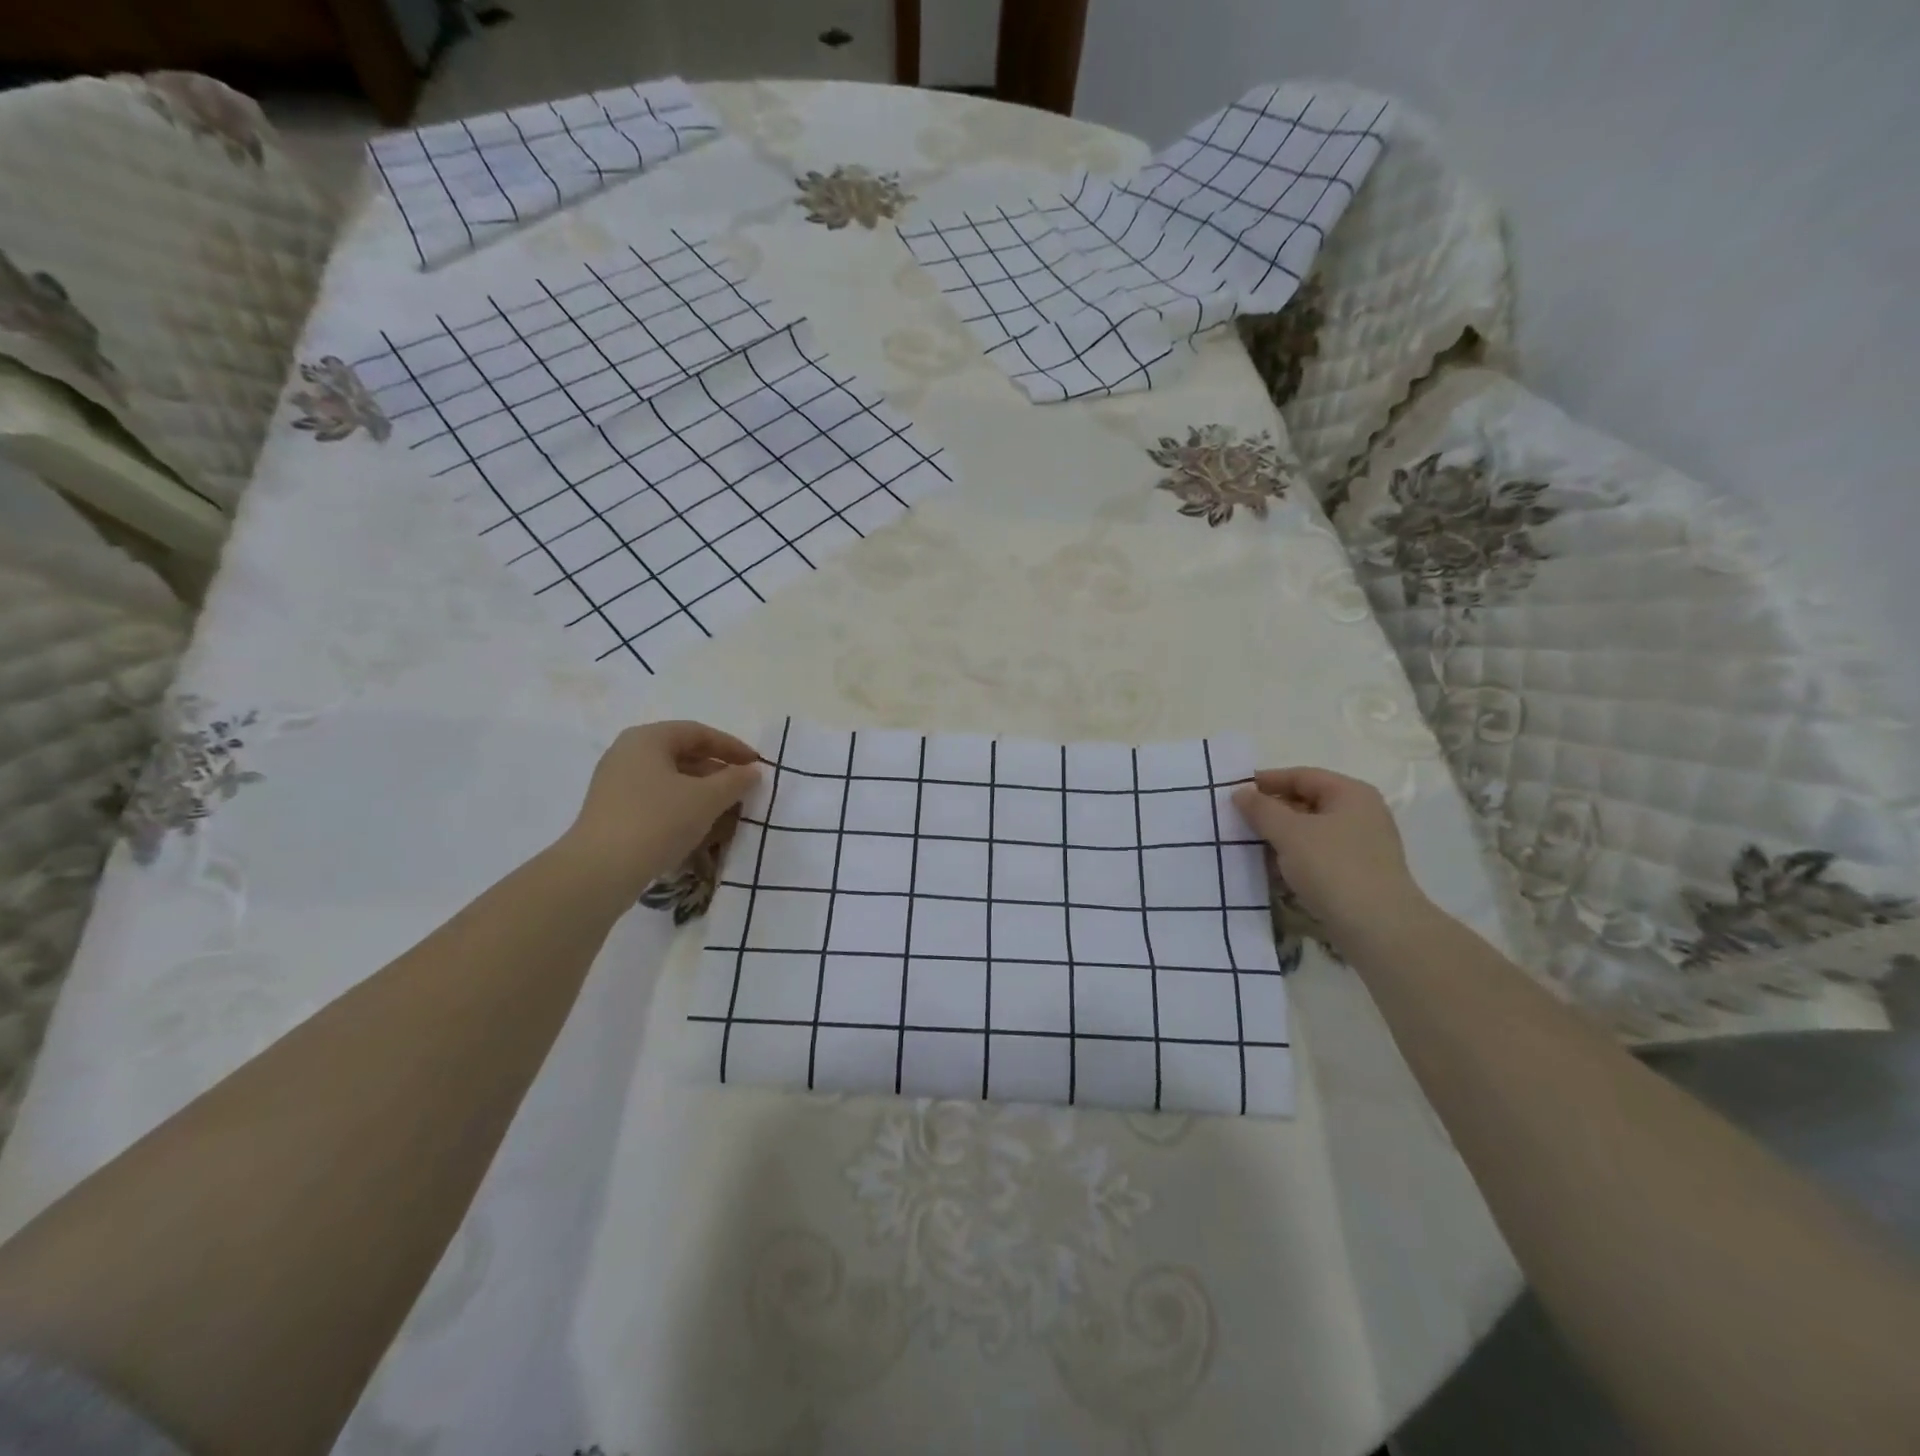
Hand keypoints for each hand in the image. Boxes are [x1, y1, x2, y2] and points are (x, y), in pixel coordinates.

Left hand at [559, 721, 761, 898]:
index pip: (698, 733)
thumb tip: (752, 771)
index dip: (732, 747)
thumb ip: (735, 780)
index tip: (756, 764)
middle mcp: (627, 754)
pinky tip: (700, 828)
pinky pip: (656, 800)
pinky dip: (682, 807)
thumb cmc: (658, 820)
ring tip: (727, 810)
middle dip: (717, 771)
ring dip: (702, 792)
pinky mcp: (613, 812)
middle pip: (682, 754)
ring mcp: (616, 784)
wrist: (601, 870)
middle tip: (744, 788)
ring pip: (670, 780)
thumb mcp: (707, 798)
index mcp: (647, 739)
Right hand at [1232, 767, 1428, 942]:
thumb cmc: (1333, 867)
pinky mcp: (1358, 873)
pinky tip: (1273, 871)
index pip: (1301, 776)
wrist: (1378, 928)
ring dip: (1280, 837)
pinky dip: (1295, 858)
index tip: (1234, 792)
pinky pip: (1319, 855)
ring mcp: (1362, 845)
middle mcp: (1361, 813)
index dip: (1266, 781)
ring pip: (1311, 831)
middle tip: (1238, 820)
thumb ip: (1261, 809)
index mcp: (1350, 793)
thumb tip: (1241, 792)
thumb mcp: (1289, 833)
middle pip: (1307, 802)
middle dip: (1271, 811)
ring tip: (1249, 846)